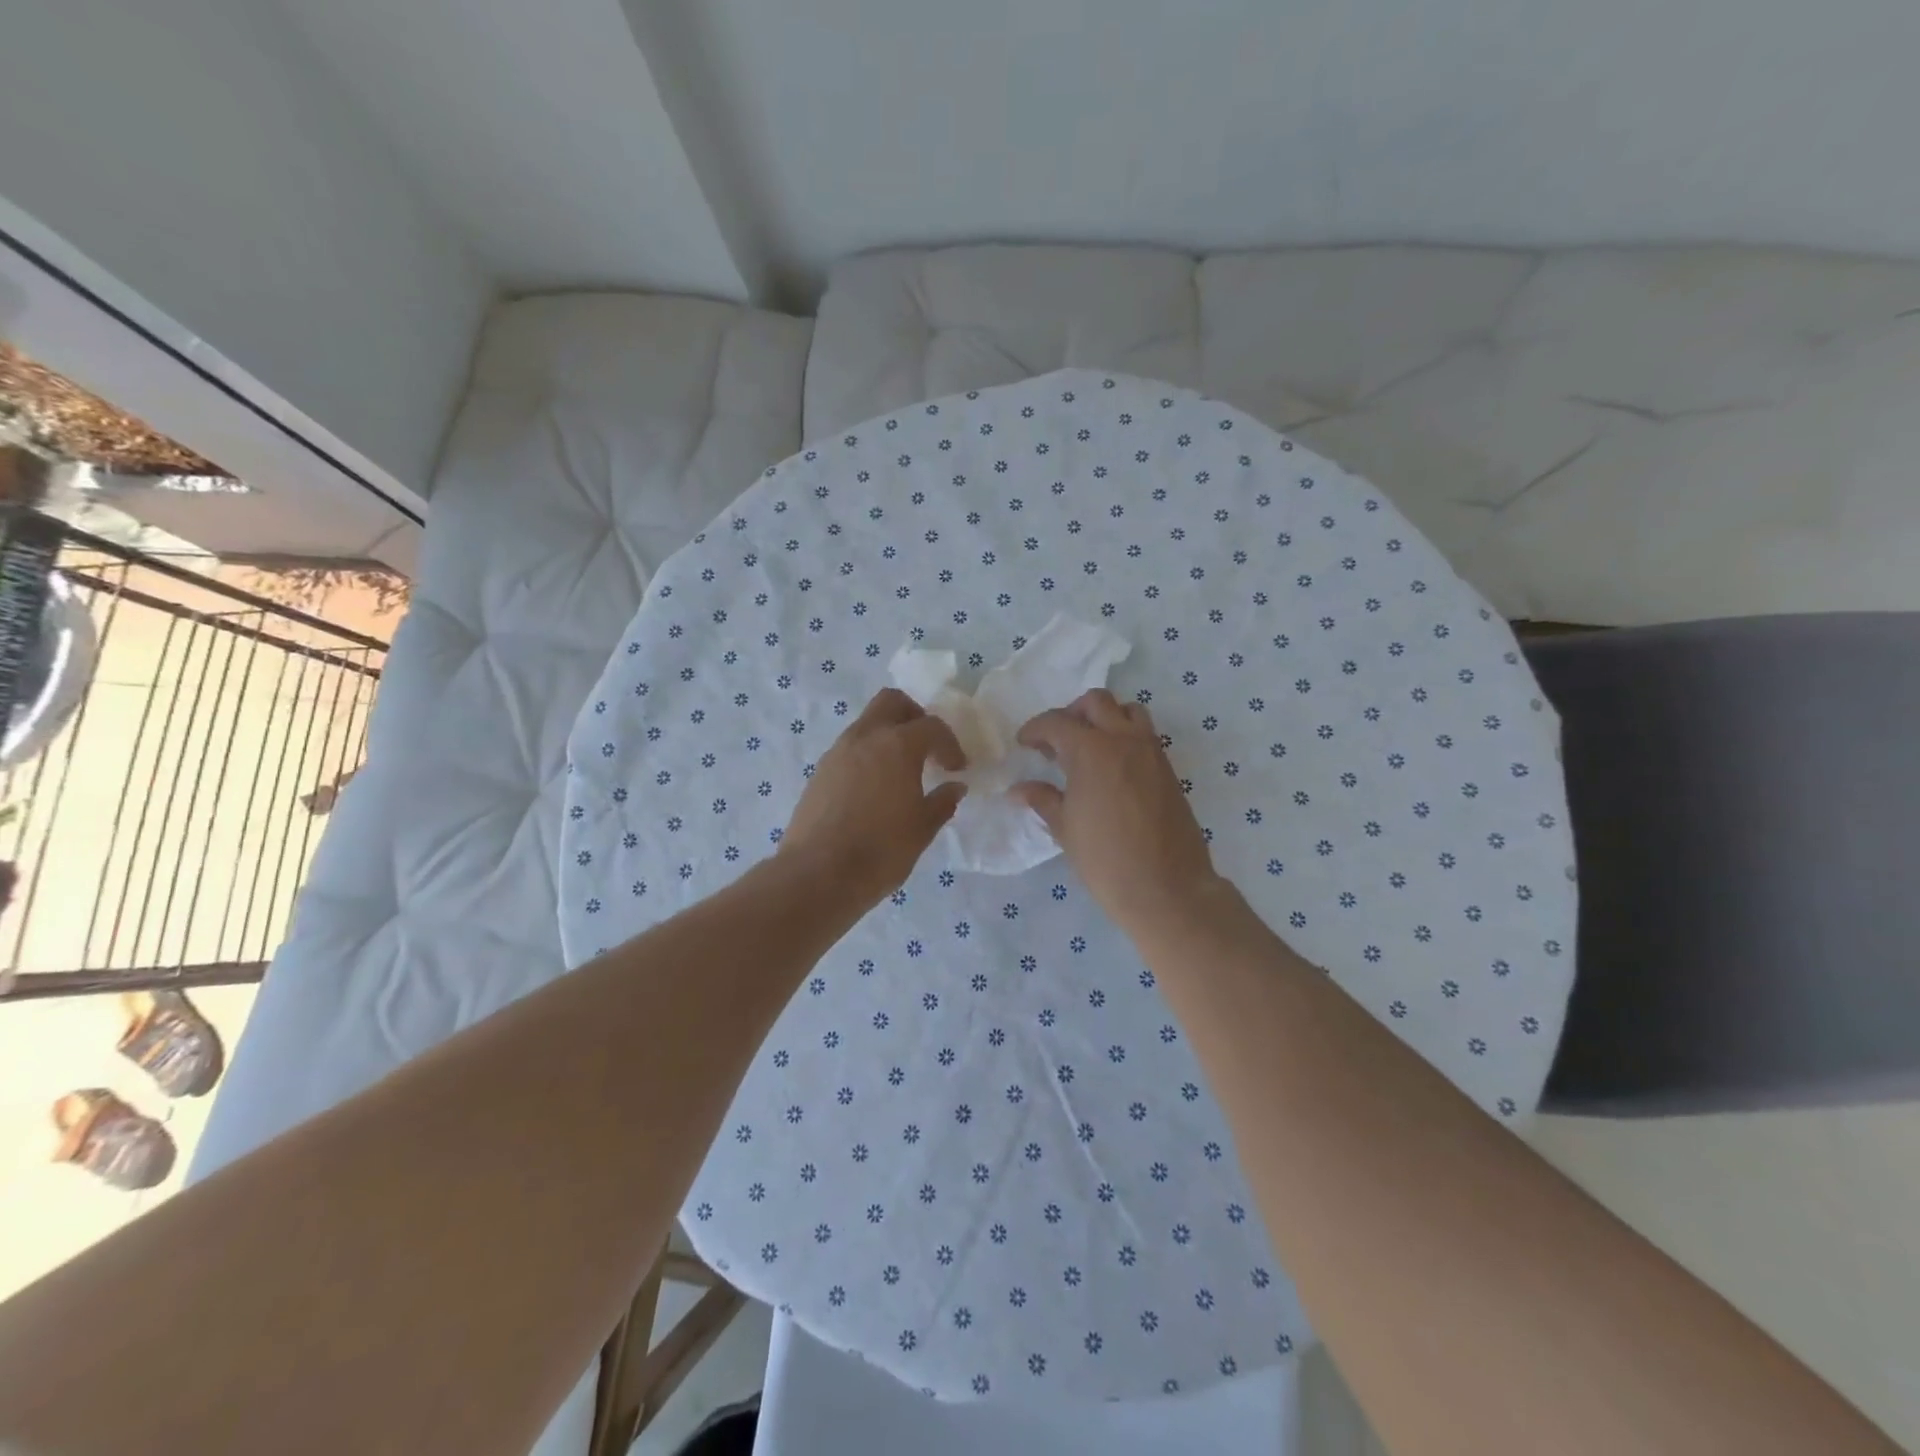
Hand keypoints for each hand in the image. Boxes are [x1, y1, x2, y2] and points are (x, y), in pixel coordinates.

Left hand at [782, 688, 966, 909]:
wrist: (818, 874)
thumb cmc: (881, 850)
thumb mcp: (922, 829)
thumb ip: (942, 802)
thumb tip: (954, 787)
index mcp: (897, 745)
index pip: (931, 726)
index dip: (949, 744)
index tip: (956, 768)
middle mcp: (865, 737)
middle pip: (891, 702)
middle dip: (914, 717)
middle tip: (926, 747)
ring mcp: (837, 752)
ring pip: (867, 724)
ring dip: (887, 737)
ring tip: (901, 772)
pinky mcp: (819, 772)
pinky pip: (850, 749)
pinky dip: (867, 756)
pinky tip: (874, 790)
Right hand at [1012, 689, 1221, 940]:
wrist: (1167, 888)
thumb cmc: (1106, 860)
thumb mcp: (1065, 829)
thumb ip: (1042, 799)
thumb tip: (1018, 789)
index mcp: (1091, 751)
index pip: (1057, 722)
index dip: (1035, 729)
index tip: (1024, 744)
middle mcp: (1123, 740)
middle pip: (1096, 702)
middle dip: (1071, 714)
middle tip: (1056, 741)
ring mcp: (1151, 751)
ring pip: (1128, 711)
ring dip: (1105, 718)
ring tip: (1089, 747)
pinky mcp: (1168, 768)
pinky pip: (1144, 735)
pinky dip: (1125, 736)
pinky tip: (1112, 768)